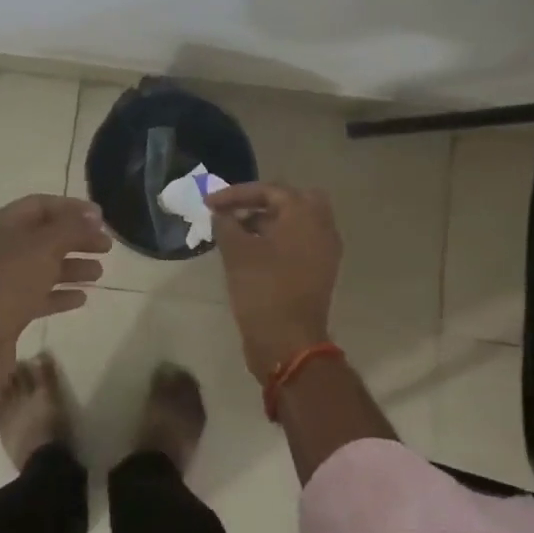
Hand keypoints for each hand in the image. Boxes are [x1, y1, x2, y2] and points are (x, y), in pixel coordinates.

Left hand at [0, 195, 110, 394]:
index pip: (40, 205)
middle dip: (76, 239)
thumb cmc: (7, 285)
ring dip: (72, 267)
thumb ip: (71, 228)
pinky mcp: (6, 311)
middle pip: (44, 236)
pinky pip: (38, 296)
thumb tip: (93, 216)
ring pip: (42, 267)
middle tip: (107, 247)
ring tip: (99, 274)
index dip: (71, 208)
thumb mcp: (44, 248)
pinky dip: (60, 294)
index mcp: (1, 226)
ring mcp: (1, 282)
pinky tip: (82, 299)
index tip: (101, 218)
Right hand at [206, 182, 341, 381]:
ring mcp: (324, 251)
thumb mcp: (236, 252)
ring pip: (297, 222)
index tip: (209, 204)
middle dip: (262, 202)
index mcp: (305, 216)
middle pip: (292, 200)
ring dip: (269, 221)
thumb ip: (226, 224)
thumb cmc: (263, 289)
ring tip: (238, 232)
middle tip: (235, 211)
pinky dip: (278, 239)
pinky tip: (253, 251)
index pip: (269, 190)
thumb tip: (221, 214)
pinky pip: (300, 242)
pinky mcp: (320, 271)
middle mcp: (321, 227)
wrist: (288, 342)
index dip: (235, 194)